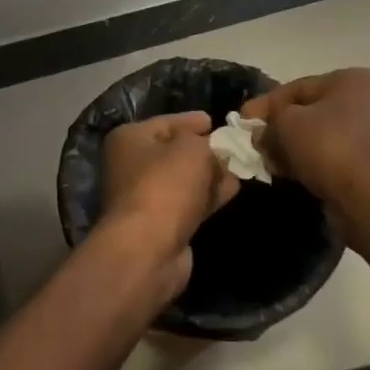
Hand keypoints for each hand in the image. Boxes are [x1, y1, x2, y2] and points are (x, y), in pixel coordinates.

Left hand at [98, 112, 239, 298]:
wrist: (149, 248)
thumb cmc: (166, 185)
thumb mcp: (193, 149)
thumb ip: (208, 142)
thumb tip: (216, 148)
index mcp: (130, 139)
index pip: (167, 122)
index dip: (193, 121)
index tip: (217, 121)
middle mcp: (132, 165)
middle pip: (175, 152)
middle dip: (205, 150)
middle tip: (234, 147)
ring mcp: (145, 197)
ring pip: (184, 179)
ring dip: (210, 174)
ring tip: (240, 168)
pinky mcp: (161, 224)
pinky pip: (189, 202)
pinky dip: (208, 196)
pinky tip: (232, 190)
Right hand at [242, 68, 369, 214]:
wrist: (368, 199)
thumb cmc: (328, 146)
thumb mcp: (286, 124)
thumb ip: (269, 121)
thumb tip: (261, 132)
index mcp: (354, 80)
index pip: (298, 87)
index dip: (266, 104)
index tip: (243, 120)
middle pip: (311, 111)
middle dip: (280, 127)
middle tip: (256, 143)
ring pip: (322, 135)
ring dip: (293, 147)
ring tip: (270, 162)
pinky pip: (334, 155)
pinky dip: (311, 162)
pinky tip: (289, 174)